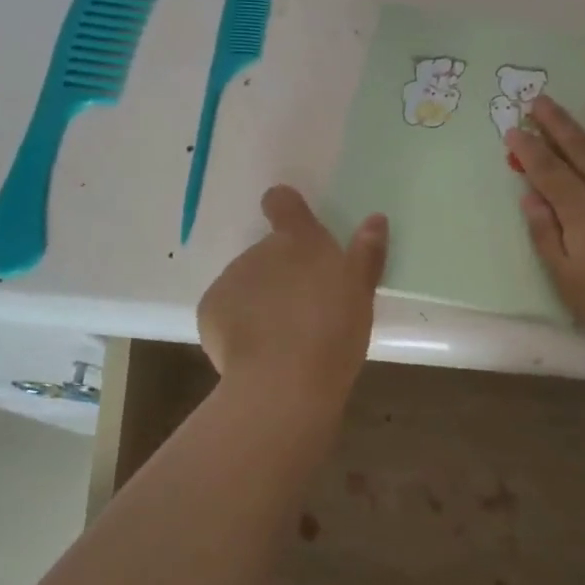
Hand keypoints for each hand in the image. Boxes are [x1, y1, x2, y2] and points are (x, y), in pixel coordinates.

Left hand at [197, 186, 386, 406]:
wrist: (282, 382)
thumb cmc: (332, 332)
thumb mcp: (360, 293)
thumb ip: (366, 253)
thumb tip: (375, 219)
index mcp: (299, 242)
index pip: (283, 203)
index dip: (285, 207)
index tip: (291, 222)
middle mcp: (260, 251)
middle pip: (269, 253)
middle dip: (282, 274)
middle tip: (305, 310)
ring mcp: (230, 280)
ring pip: (247, 284)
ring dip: (261, 301)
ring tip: (283, 338)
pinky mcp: (208, 312)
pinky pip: (226, 312)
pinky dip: (238, 326)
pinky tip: (258, 352)